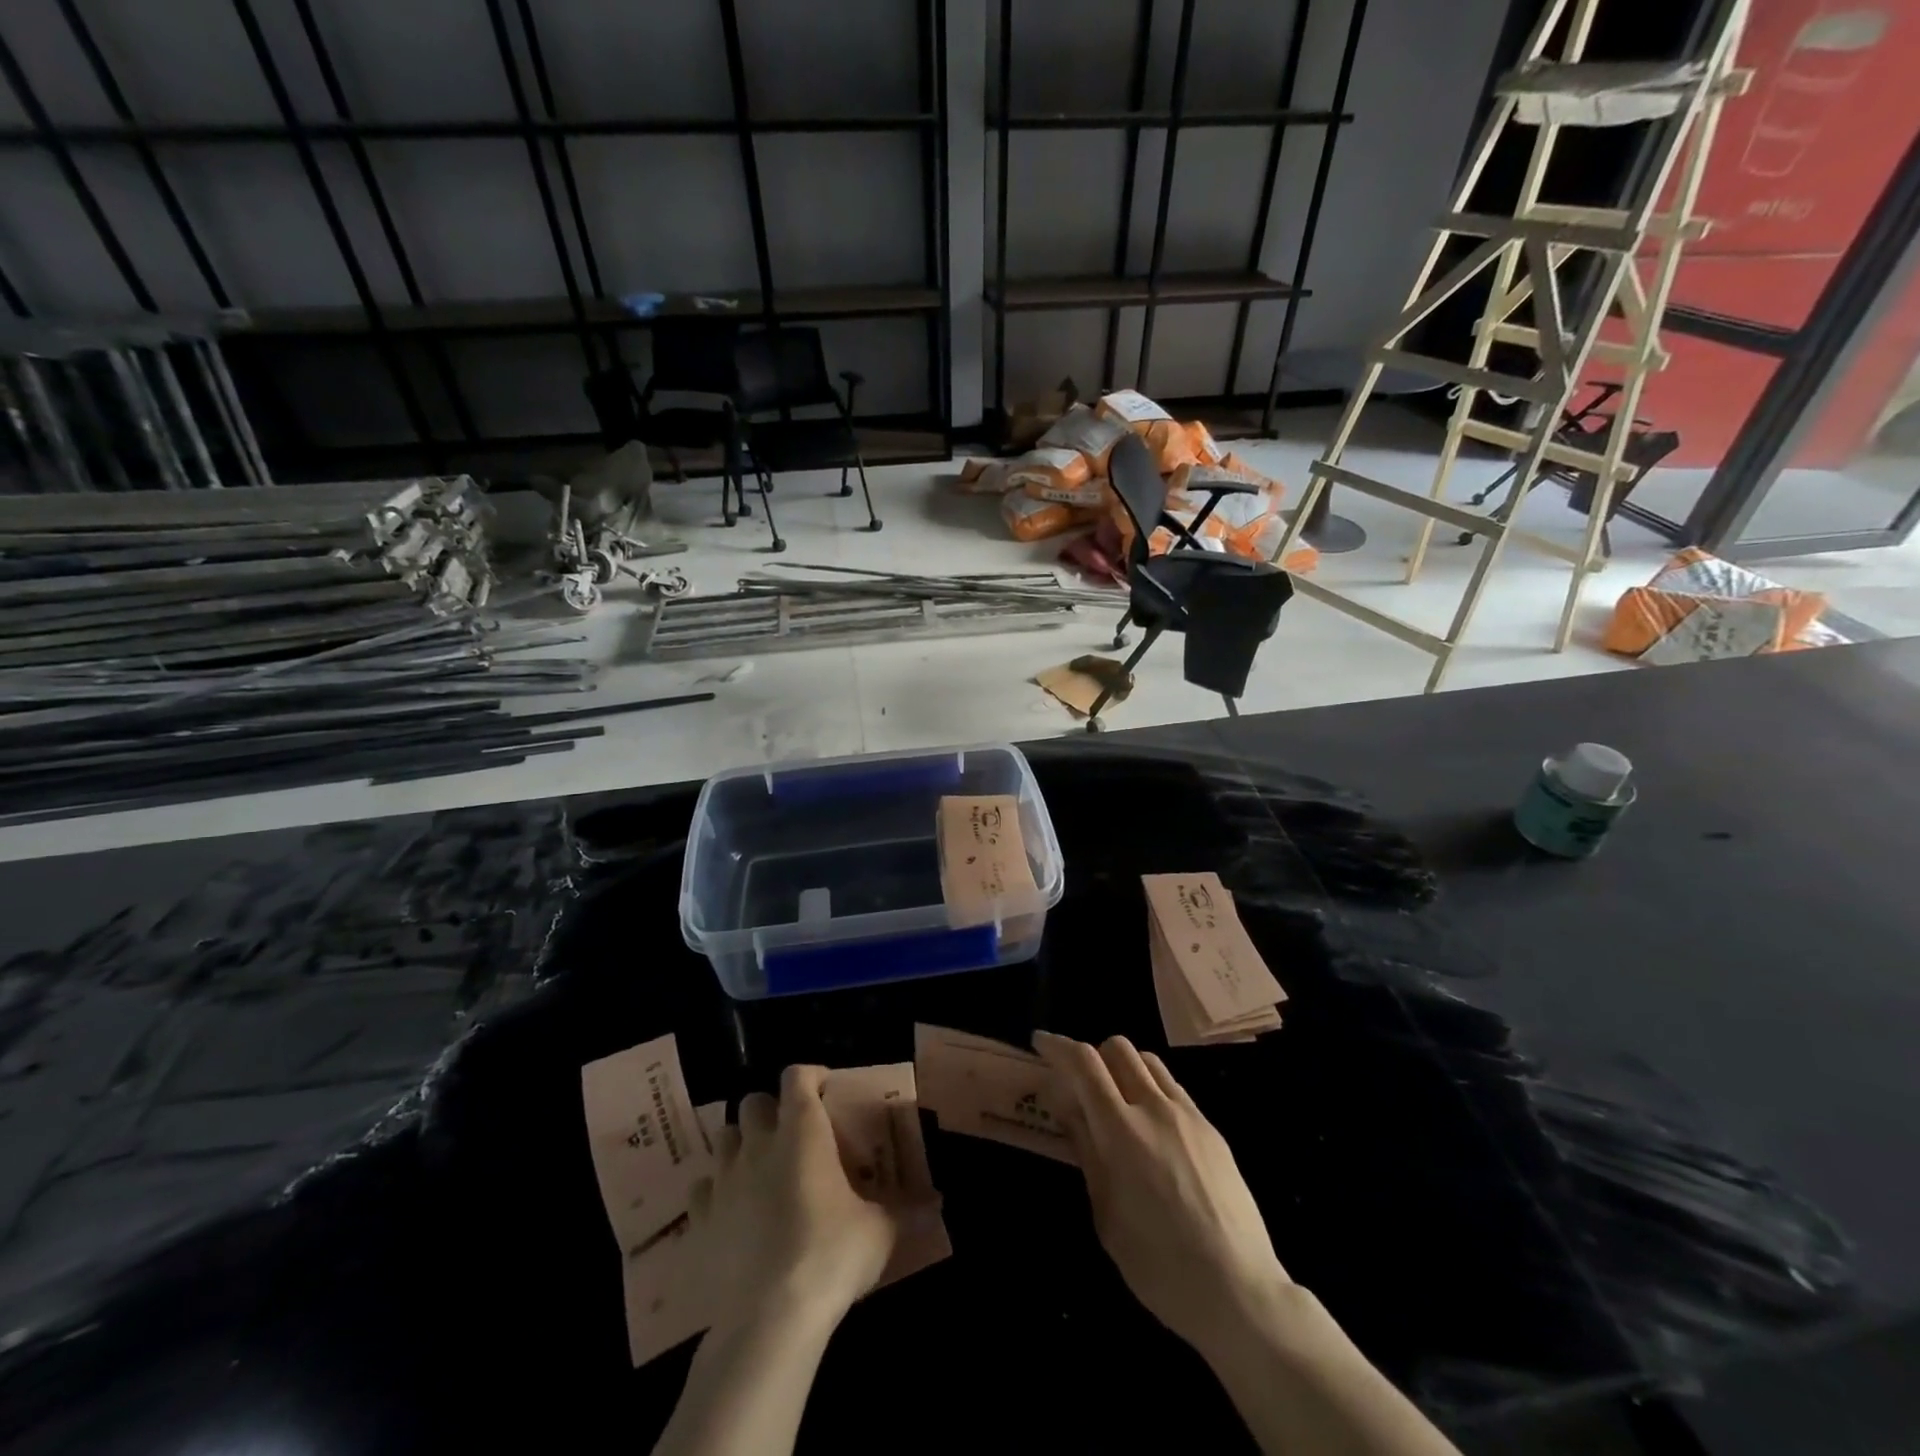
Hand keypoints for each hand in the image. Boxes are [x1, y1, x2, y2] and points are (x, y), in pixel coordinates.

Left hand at [688, 1064, 902, 1332]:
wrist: (769, 1319)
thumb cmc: (831, 1255)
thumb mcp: (880, 1231)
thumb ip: (906, 1210)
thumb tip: (938, 1203)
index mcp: (803, 1131)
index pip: (797, 1076)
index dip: (811, 1075)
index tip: (826, 1089)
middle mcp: (759, 1143)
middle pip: (755, 1101)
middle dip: (772, 1110)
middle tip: (794, 1133)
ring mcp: (725, 1179)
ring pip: (725, 1137)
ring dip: (742, 1142)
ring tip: (762, 1165)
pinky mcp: (700, 1219)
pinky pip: (703, 1187)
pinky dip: (717, 1189)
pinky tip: (733, 1208)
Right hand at [1035, 1031, 1289, 1356]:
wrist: (1238, 1289)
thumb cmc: (1158, 1264)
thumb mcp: (1106, 1213)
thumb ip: (1086, 1150)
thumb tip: (1068, 1106)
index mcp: (1121, 1130)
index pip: (1084, 1063)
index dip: (1058, 1046)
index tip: (1041, 1042)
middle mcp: (1154, 1108)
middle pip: (1118, 1048)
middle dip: (1092, 1055)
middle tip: (1080, 1085)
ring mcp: (1188, 1115)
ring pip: (1148, 1061)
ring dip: (1123, 1067)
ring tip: (1116, 1101)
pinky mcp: (1211, 1128)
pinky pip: (1173, 1087)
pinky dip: (1150, 1089)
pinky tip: (1150, 1126)